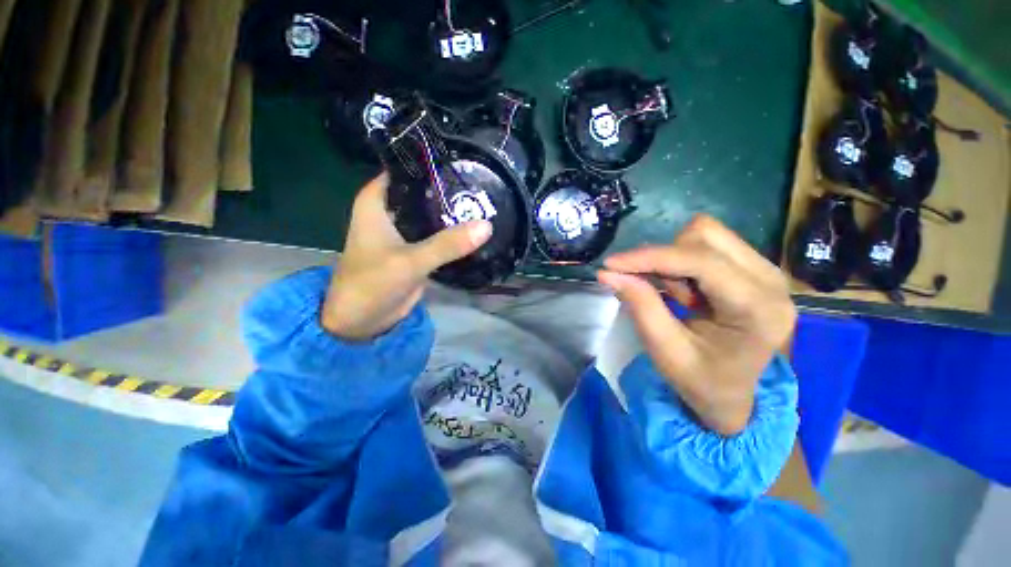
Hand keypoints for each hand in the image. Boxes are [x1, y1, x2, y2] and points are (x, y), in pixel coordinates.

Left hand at [322, 173, 492, 340]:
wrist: (361, 321)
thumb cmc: (372, 284)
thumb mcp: (410, 261)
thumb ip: (447, 244)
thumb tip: (486, 225)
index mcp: (377, 201)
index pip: (408, 169)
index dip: (434, 163)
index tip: (465, 160)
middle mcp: (392, 211)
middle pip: (425, 191)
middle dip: (451, 189)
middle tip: (485, 184)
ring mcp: (406, 231)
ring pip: (433, 213)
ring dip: (454, 213)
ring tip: (486, 203)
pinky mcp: (416, 249)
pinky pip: (438, 235)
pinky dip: (454, 233)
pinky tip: (476, 229)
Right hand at [598, 215, 796, 435]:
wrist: (732, 396)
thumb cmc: (701, 382)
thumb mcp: (665, 351)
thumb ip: (640, 306)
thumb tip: (607, 273)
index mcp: (758, 309)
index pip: (701, 261)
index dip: (651, 257)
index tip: (611, 264)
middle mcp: (771, 280)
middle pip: (706, 235)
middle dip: (666, 259)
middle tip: (657, 291)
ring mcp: (766, 271)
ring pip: (705, 234)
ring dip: (675, 261)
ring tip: (676, 296)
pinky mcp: (753, 269)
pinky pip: (707, 245)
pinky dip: (682, 263)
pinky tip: (686, 291)